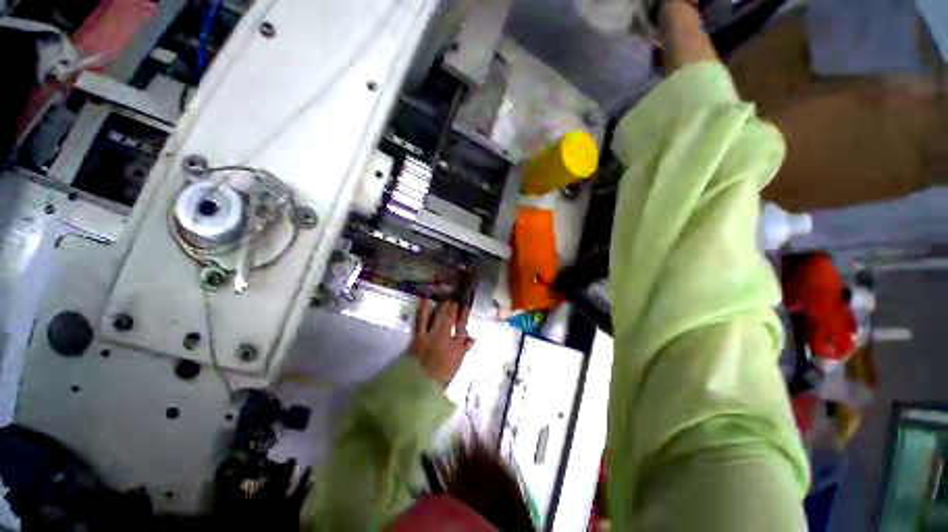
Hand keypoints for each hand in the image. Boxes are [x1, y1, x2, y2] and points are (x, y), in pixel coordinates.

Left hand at [407, 299, 474, 386]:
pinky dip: (423, 309)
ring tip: (443, 298)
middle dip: (452, 308)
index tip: (466, 306)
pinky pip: (421, 320)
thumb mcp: (456, 364)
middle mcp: (445, 338)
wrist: (419, 386)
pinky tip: (424, 300)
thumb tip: (472, 338)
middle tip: (453, 300)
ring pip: (438, 317)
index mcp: (456, 346)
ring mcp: (431, 336)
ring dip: (441, 306)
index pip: (462, 327)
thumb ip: (464, 349)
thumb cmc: (440, 377)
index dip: (464, 315)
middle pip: (450, 319)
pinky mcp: (418, 337)